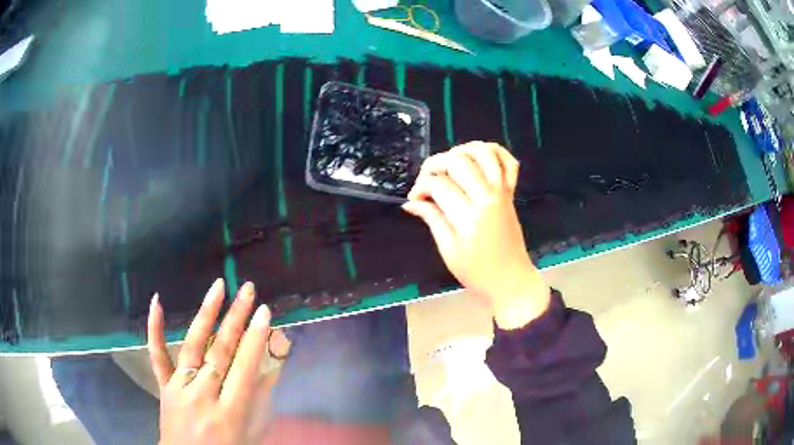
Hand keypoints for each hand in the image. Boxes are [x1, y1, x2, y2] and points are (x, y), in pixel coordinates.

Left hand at [148, 279, 270, 444]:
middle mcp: (202, 397)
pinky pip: (157, 357)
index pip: (244, 368)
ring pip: (191, 347)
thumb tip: (270, 366)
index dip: (255, 339)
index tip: (264, 312)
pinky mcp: (164, 387)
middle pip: (220, 352)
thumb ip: (259, 401)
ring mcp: (179, 389)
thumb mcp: (252, 433)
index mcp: (229, 414)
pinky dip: (155, 329)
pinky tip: (157, 302)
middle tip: (247, 290)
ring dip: (206, 315)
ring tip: (218, 288)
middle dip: (236, 319)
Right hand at [404, 142, 549, 328]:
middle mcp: (487, 198)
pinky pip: (509, 163)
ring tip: (449, 161)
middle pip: (459, 161)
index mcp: (468, 216)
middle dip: (435, 164)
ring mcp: (502, 193)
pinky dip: (496, 151)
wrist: (511, 281)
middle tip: (426, 179)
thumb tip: (411, 202)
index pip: (439, 184)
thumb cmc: (477, 272)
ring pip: (485, 154)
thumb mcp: (448, 250)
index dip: (421, 187)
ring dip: (463, 150)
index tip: (415, 198)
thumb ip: (432, 220)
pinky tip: (479, 156)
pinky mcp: (510, 193)